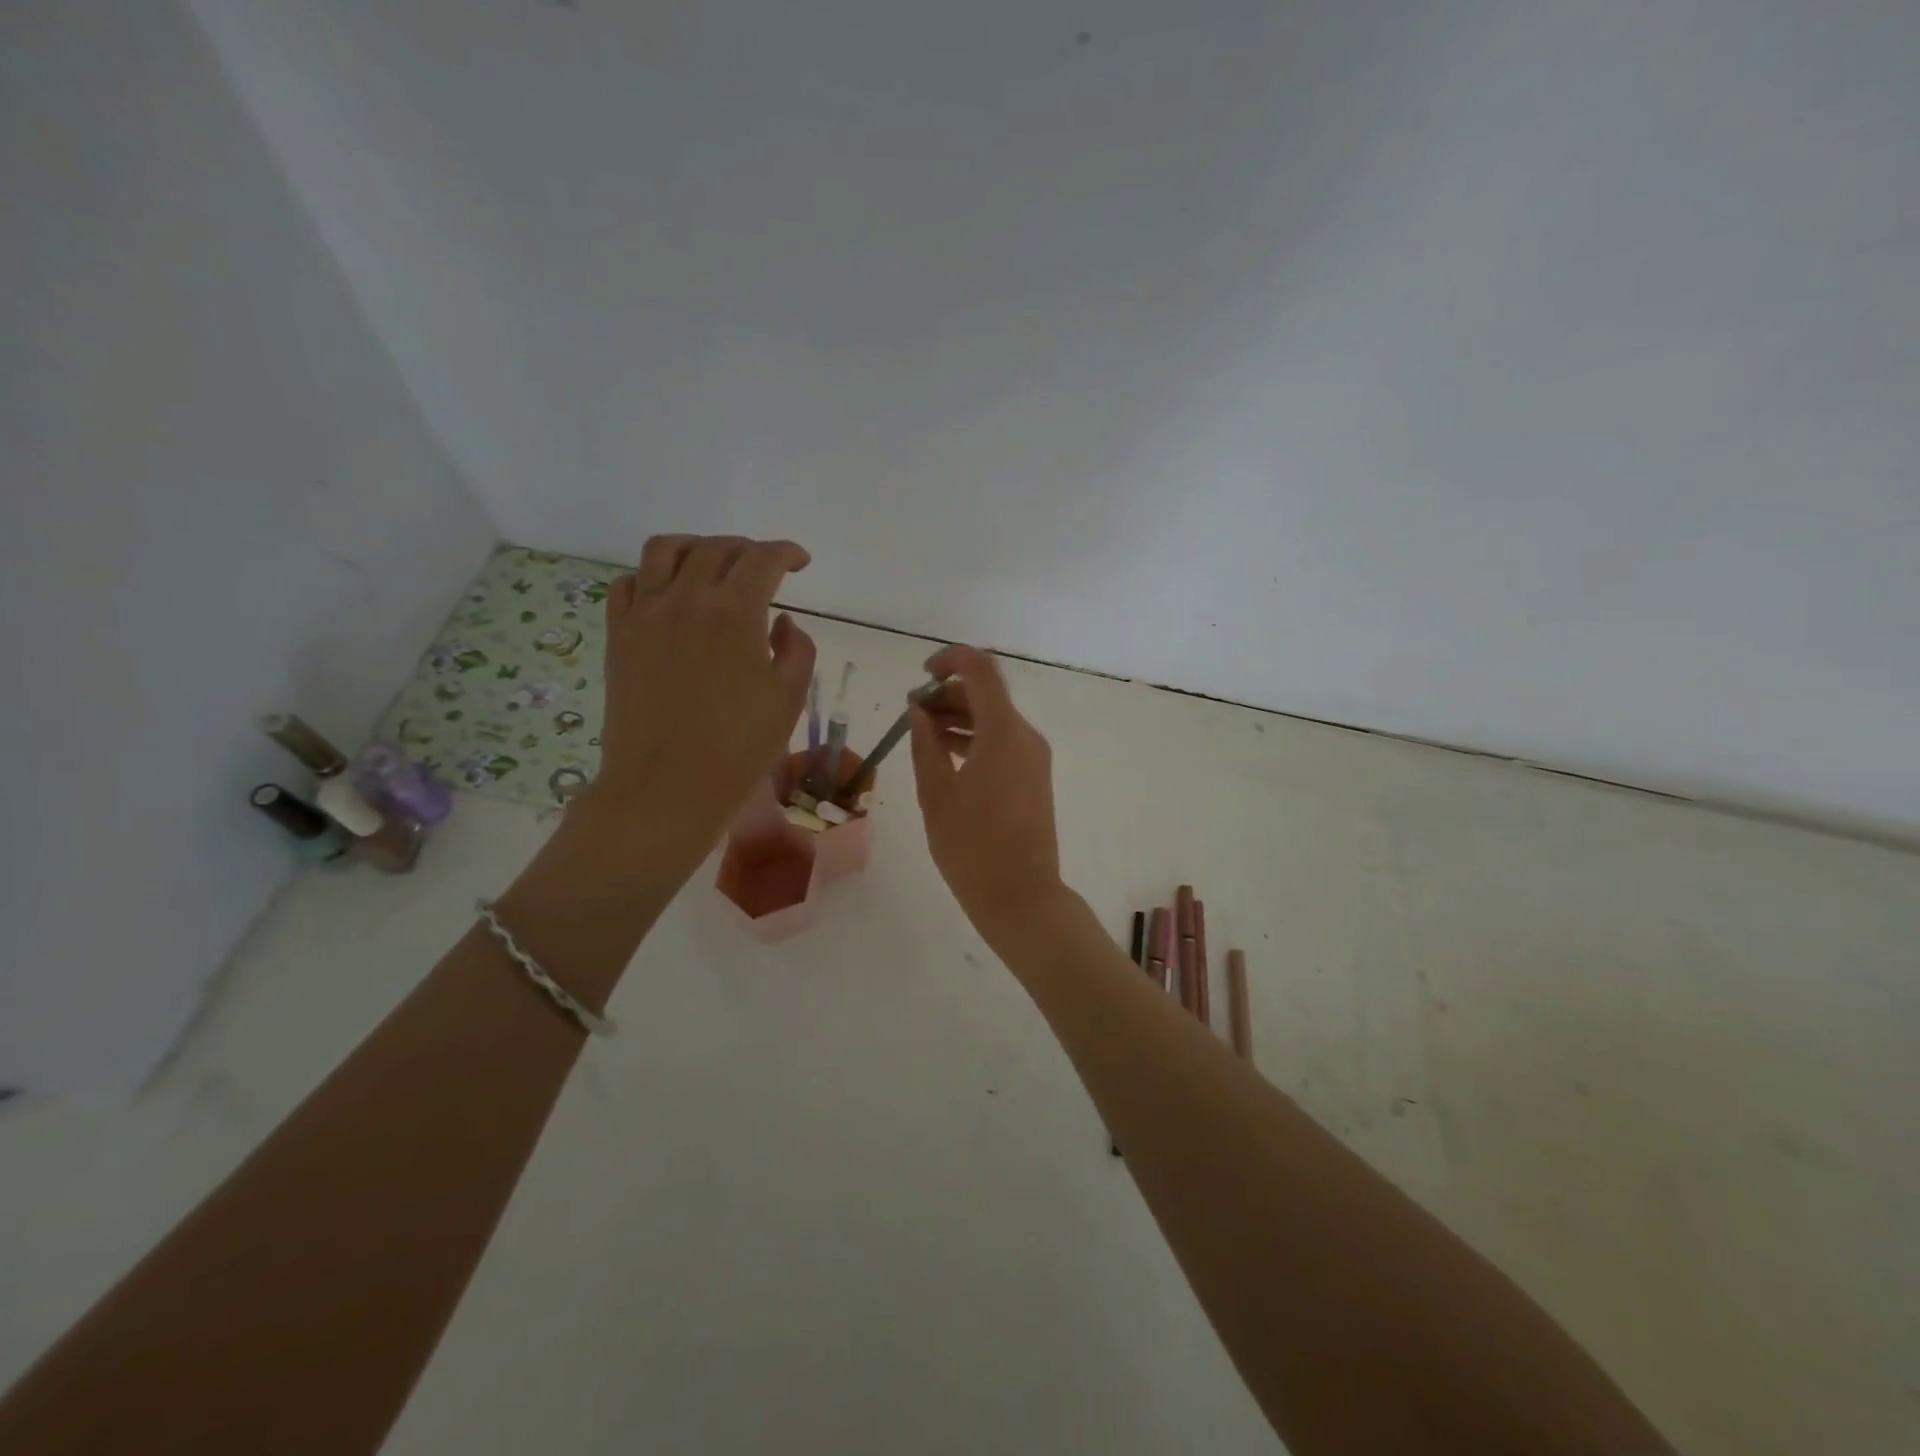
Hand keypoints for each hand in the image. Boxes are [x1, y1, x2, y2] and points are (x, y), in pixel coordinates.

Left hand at [591, 534, 815, 872]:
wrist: (666, 786)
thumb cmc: (738, 747)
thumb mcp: (789, 699)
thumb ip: (797, 649)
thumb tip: (782, 622)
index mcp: (735, 612)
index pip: (763, 559)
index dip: (787, 552)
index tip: (801, 562)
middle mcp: (686, 598)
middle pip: (717, 548)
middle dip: (748, 550)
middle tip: (764, 569)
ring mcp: (645, 614)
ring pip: (665, 550)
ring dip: (696, 546)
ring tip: (711, 563)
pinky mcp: (618, 635)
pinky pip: (627, 583)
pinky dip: (651, 576)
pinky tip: (666, 594)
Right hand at [908, 645, 1065, 941]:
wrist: (1021, 896)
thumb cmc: (971, 847)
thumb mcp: (936, 793)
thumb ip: (925, 743)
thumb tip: (919, 710)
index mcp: (1004, 732)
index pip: (981, 670)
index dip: (950, 660)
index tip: (921, 675)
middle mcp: (1025, 736)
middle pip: (987, 694)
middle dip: (948, 693)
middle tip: (912, 711)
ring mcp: (1034, 757)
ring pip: (995, 718)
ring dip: (959, 716)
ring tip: (921, 732)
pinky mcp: (1033, 777)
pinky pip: (1002, 742)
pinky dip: (974, 737)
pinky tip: (945, 753)